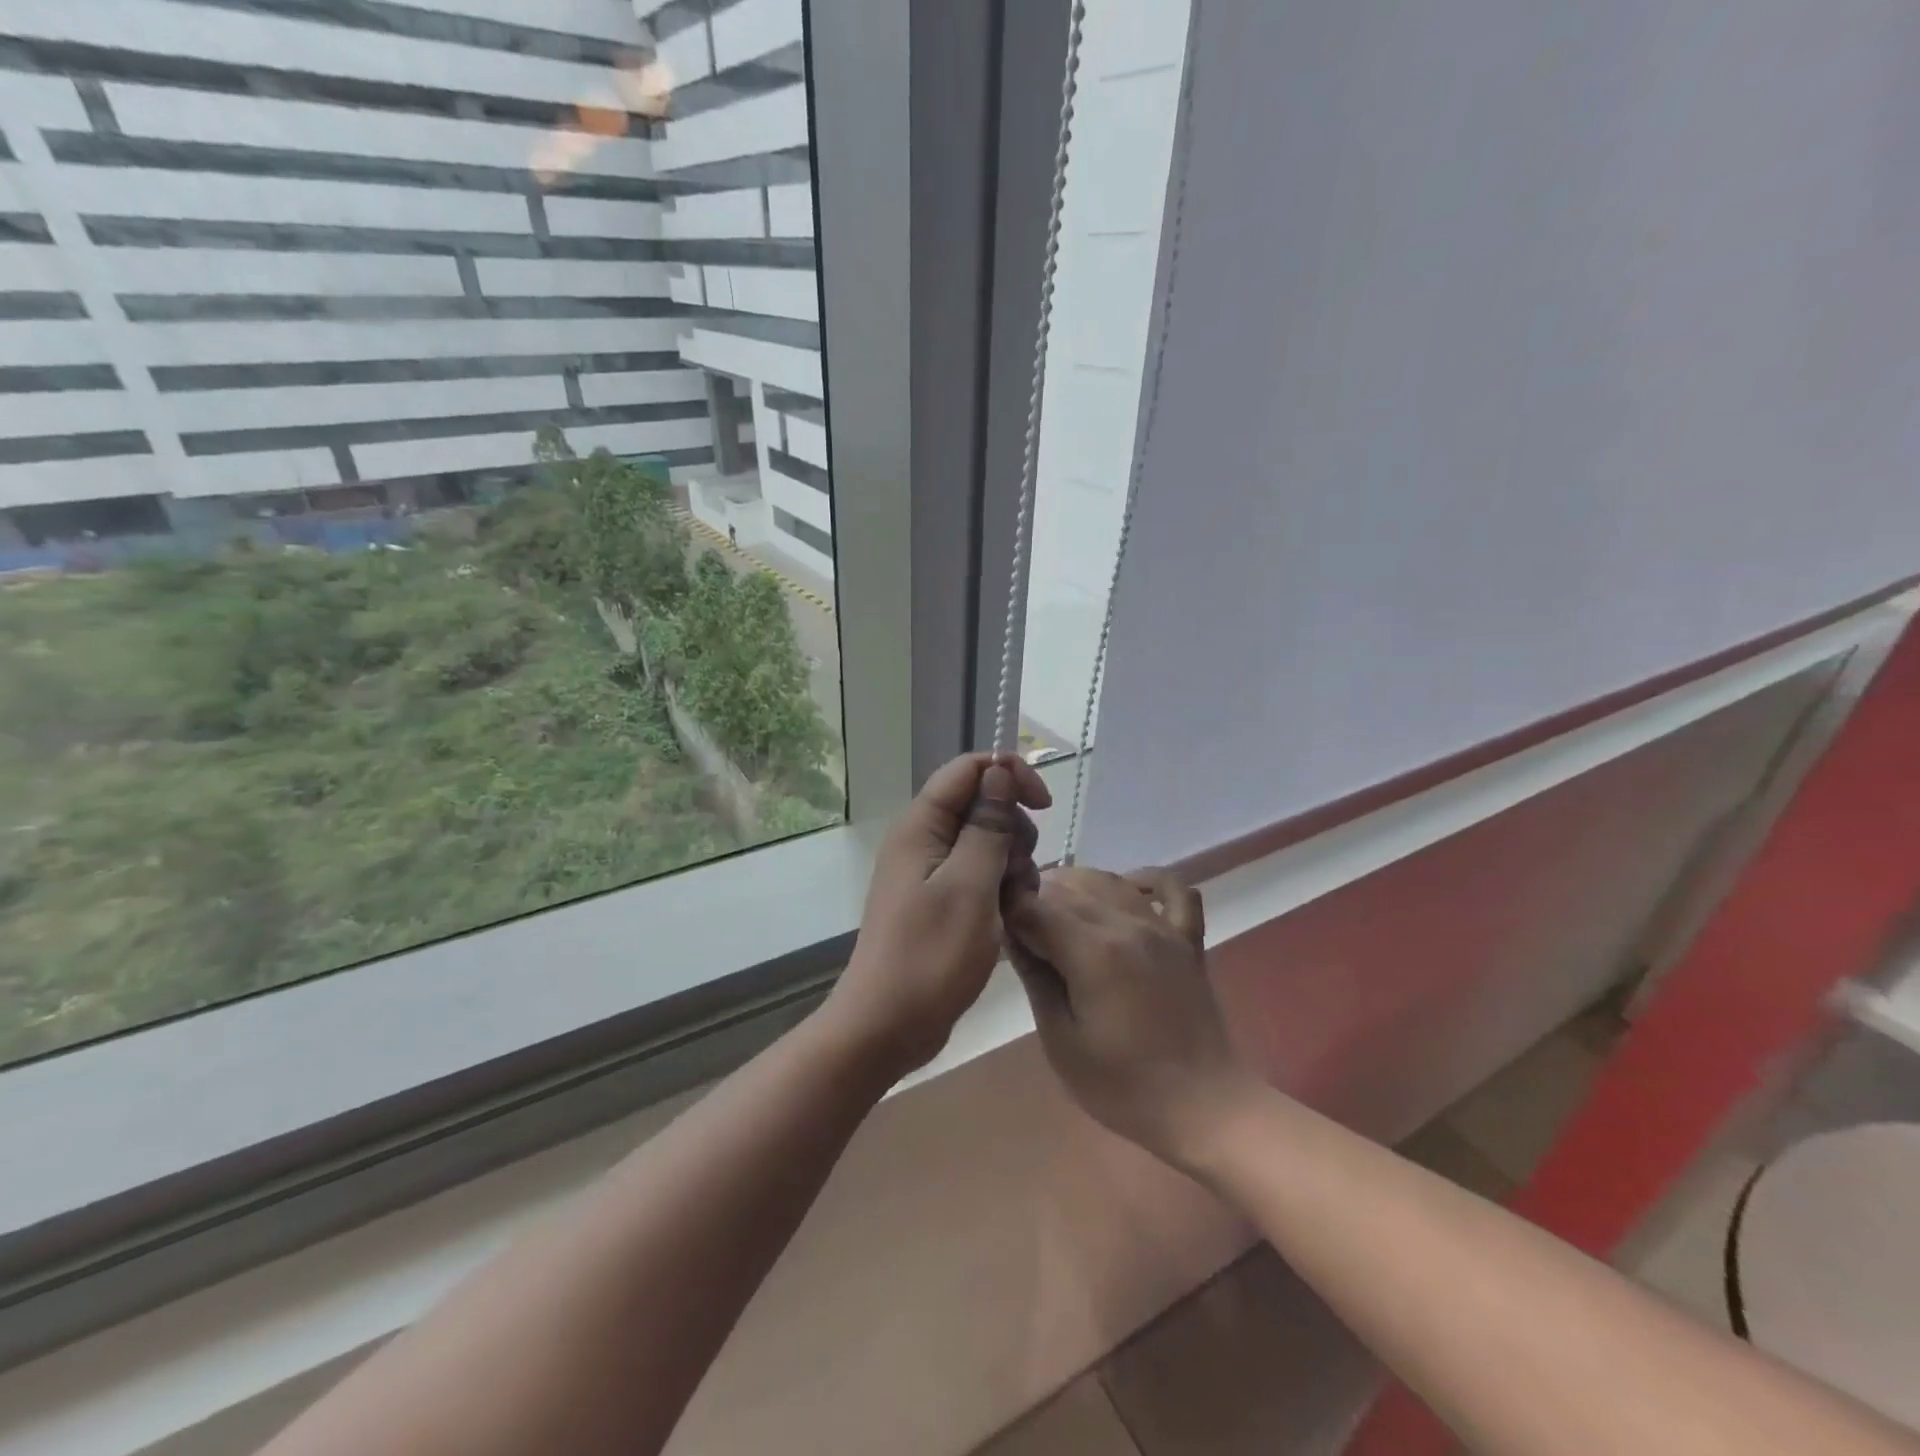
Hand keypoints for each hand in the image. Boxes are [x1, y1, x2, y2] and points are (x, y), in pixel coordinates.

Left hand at [823, 752, 1051, 1082]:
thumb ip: (987, 826)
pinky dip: (999, 889)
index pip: (968, 769)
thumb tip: (999, 773)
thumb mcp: (970, 886)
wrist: (887, 1026)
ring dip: (1011, 864)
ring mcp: (930, 873)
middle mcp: (923, 841)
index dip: (1009, 775)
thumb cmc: (931, 956)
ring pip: (985, 842)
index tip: (1043, 807)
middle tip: (1020, 872)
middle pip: (980, 805)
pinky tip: (1009, 918)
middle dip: (1013, 830)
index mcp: (921, 827)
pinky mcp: (939, 901)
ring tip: (1015, 904)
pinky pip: (978, 875)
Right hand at [1004, 866, 1261, 1165]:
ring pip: (1110, 881)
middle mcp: (1128, 924)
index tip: (994, 924)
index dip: (1009, 909)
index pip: (1036, 906)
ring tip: (1055, 908)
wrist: (1203, 1107)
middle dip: (1036, 897)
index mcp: (1093, 951)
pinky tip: (1126, 890)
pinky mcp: (1187, 938)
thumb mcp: (1061, 1040)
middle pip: (1069, 888)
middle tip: (1018, 925)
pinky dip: (1146, 880)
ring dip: (1076, 885)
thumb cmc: (1123, 1086)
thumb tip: (1011, 933)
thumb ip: (1036, 977)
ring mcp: (1163, 927)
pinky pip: (1172, 888)